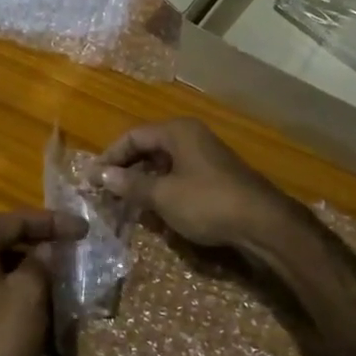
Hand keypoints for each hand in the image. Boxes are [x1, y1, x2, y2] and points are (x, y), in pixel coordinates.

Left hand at [0, 209, 87, 355]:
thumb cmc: (0, 338)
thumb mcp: (30, 292)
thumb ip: (43, 261)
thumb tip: (49, 249)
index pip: (16, 219)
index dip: (52, 221)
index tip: (84, 228)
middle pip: (10, 238)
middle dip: (44, 239)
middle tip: (76, 242)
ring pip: (8, 263)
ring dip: (37, 264)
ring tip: (68, 267)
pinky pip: (3, 286)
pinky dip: (27, 286)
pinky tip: (51, 296)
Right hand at [97, 119, 291, 252]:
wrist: (263, 223)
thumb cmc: (208, 202)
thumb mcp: (163, 195)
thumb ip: (131, 184)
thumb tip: (100, 175)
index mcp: (177, 131)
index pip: (133, 136)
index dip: (110, 156)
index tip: (92, 179)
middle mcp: (191, 137)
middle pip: (148, 147)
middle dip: (125, 169)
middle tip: (105, 191)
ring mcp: (205, 156)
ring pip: (163, 163)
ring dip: (143, 181)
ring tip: (124, 202)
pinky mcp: (215, 177)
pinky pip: (179, 176)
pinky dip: (162, 189)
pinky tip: (154, 209)